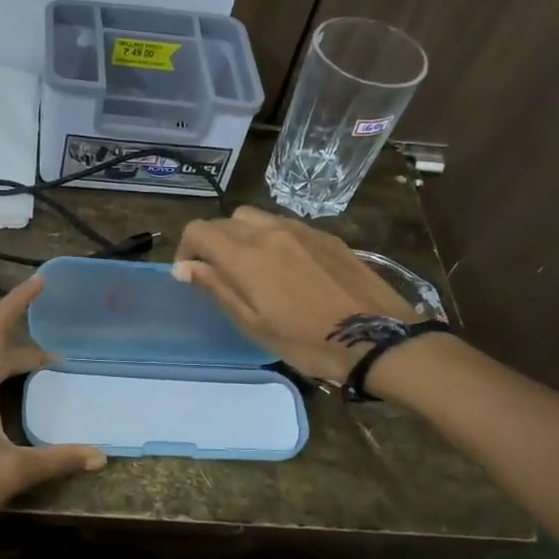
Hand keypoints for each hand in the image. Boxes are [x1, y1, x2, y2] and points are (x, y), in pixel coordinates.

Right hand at [173, 206, 423, 382]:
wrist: (375, 336)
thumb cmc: (305, 340)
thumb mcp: (252, 324)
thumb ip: (216, 288)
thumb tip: (184, 267)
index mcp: (245, 255)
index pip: (199, 230)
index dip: (186, 248)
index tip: (189, 273)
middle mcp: (268, 231)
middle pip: (226, 221)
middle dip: (213, 242)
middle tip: (219, 274)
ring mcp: (300, 229)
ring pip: (256, 218)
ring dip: (242, 235)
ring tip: (251, 267)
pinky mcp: (325, 235)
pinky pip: (285, 224)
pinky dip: (270, 237)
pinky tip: (285, 267)